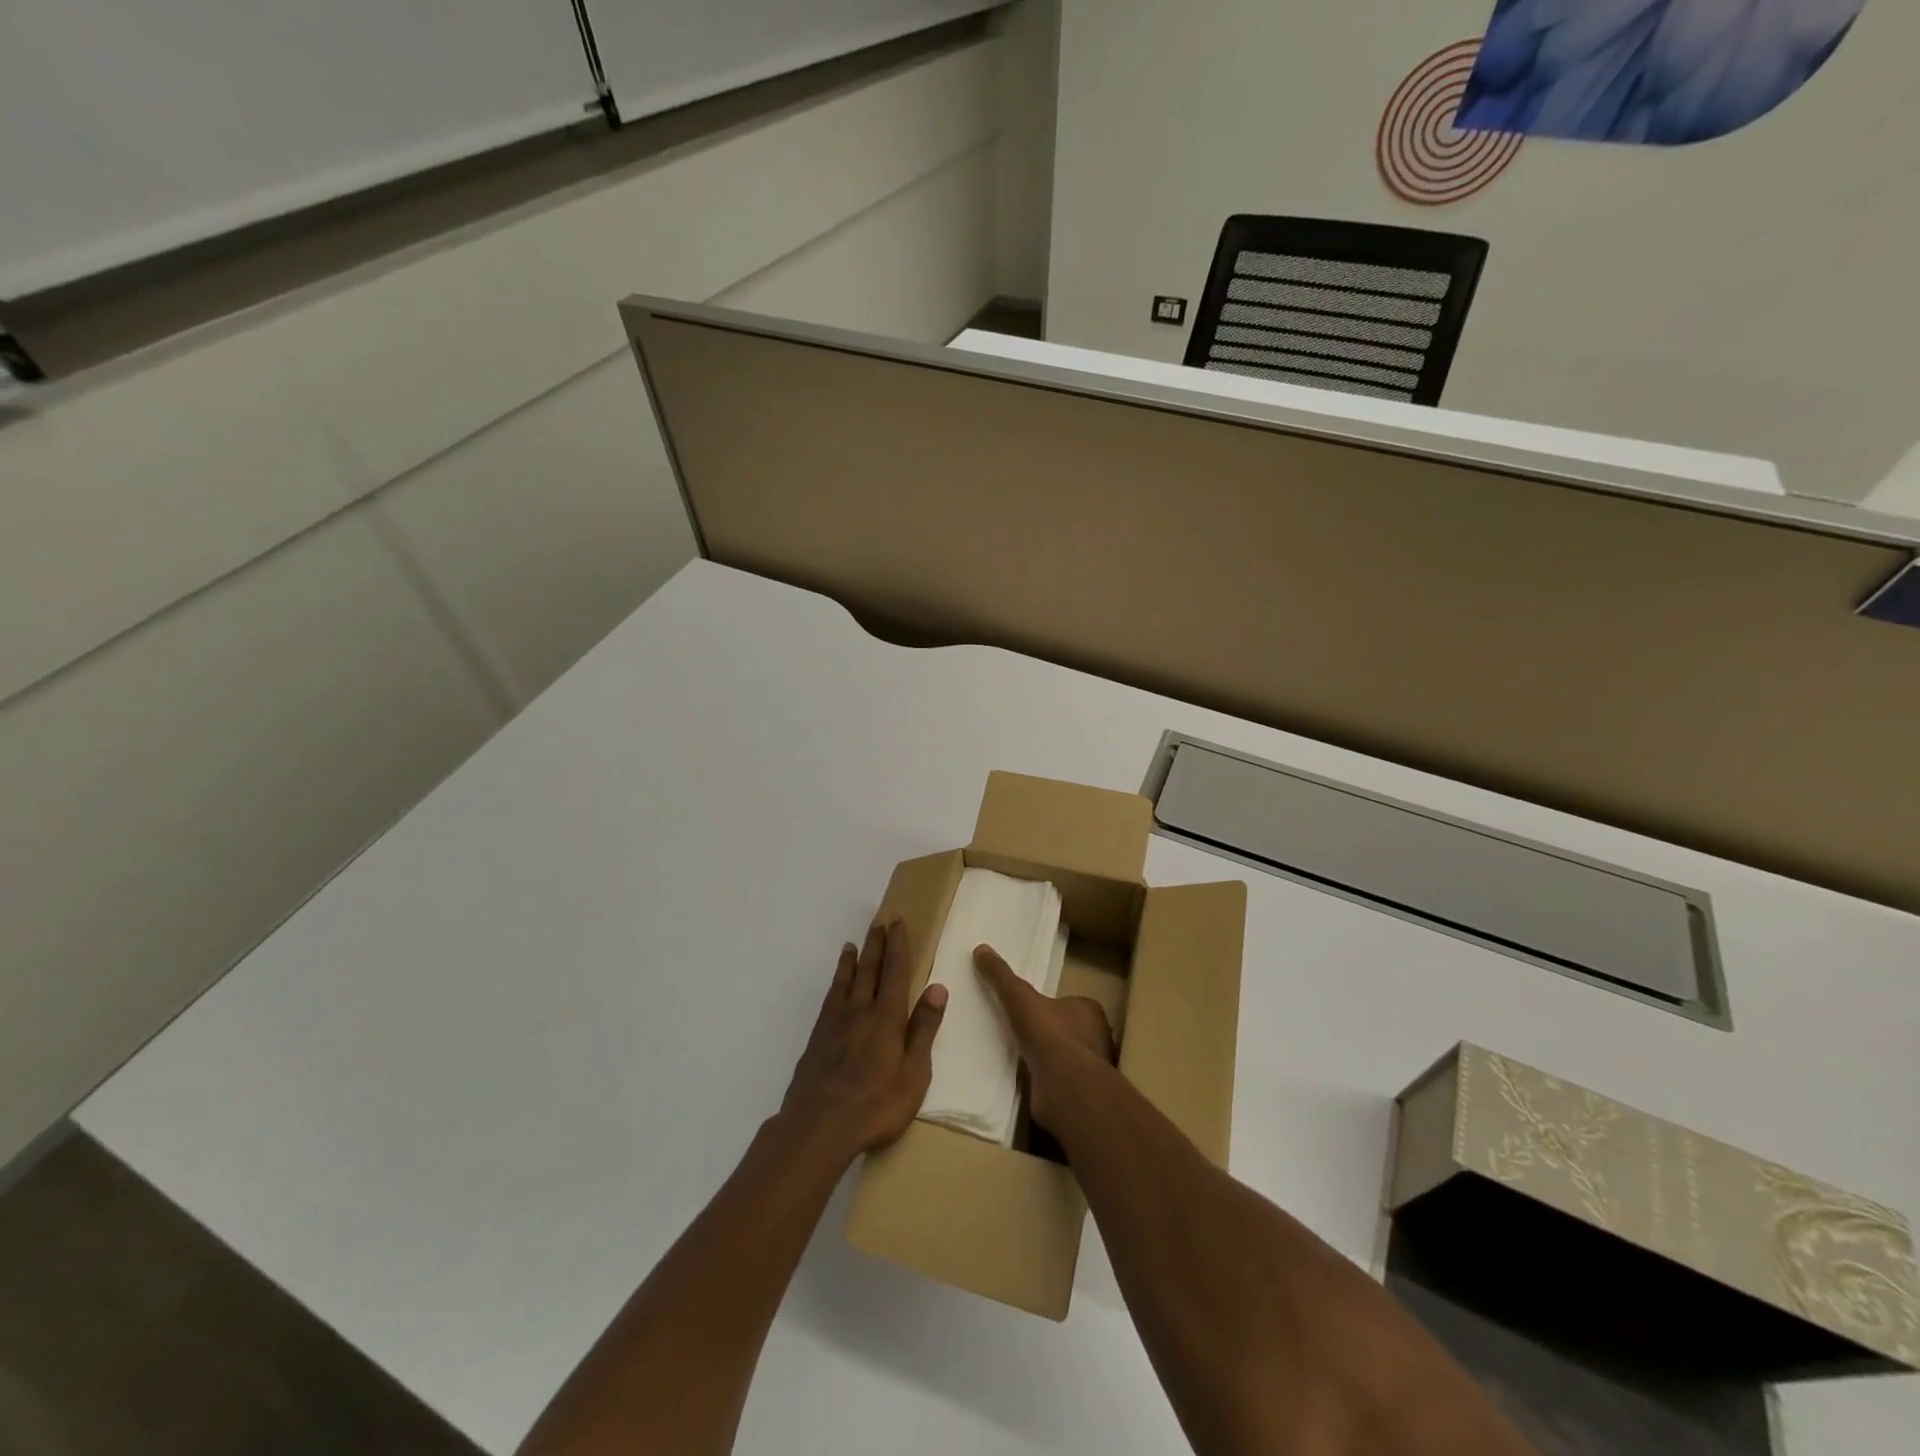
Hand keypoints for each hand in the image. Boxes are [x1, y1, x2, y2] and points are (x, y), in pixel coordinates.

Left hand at [779, 920, 946, 1163]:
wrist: (819, 1125)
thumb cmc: (876, 1104)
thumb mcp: (914, 1072)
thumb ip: (924, 1029)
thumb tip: (938, 987)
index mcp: (887, 1017)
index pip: (895, 971)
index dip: (897, 945)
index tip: (897, 922)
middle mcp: (860, 1010)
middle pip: (869, 969)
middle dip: (876, 945)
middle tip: (879, 922)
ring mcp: (835, 1023)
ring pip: (845, 981)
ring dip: (853, 960)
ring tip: (854, 944)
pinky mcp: (817, 1038)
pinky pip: (829, 998)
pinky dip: (835, 983)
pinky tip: (836, 985)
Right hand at [973, 945, 1114, 1129]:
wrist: (1064, 1086)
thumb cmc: (1048, 1034)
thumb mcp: (1019, 997)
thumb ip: (1002, 976)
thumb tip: (981, 949)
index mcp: (1089, 1010)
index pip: (1072, 1003)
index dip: (1053, 1006)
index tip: (1032, 1010)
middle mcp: (1097, 1038)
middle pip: (1071, 1030)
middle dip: (1051, 1033)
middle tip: (1023, 1033)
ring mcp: (1091, 1069)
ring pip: (1067, 1058)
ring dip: (1048, 1058)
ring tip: (1020, 1056)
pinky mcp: (1080, 1094)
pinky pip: (1060, 1082)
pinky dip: (1046, 1081)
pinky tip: (1026, 1080)